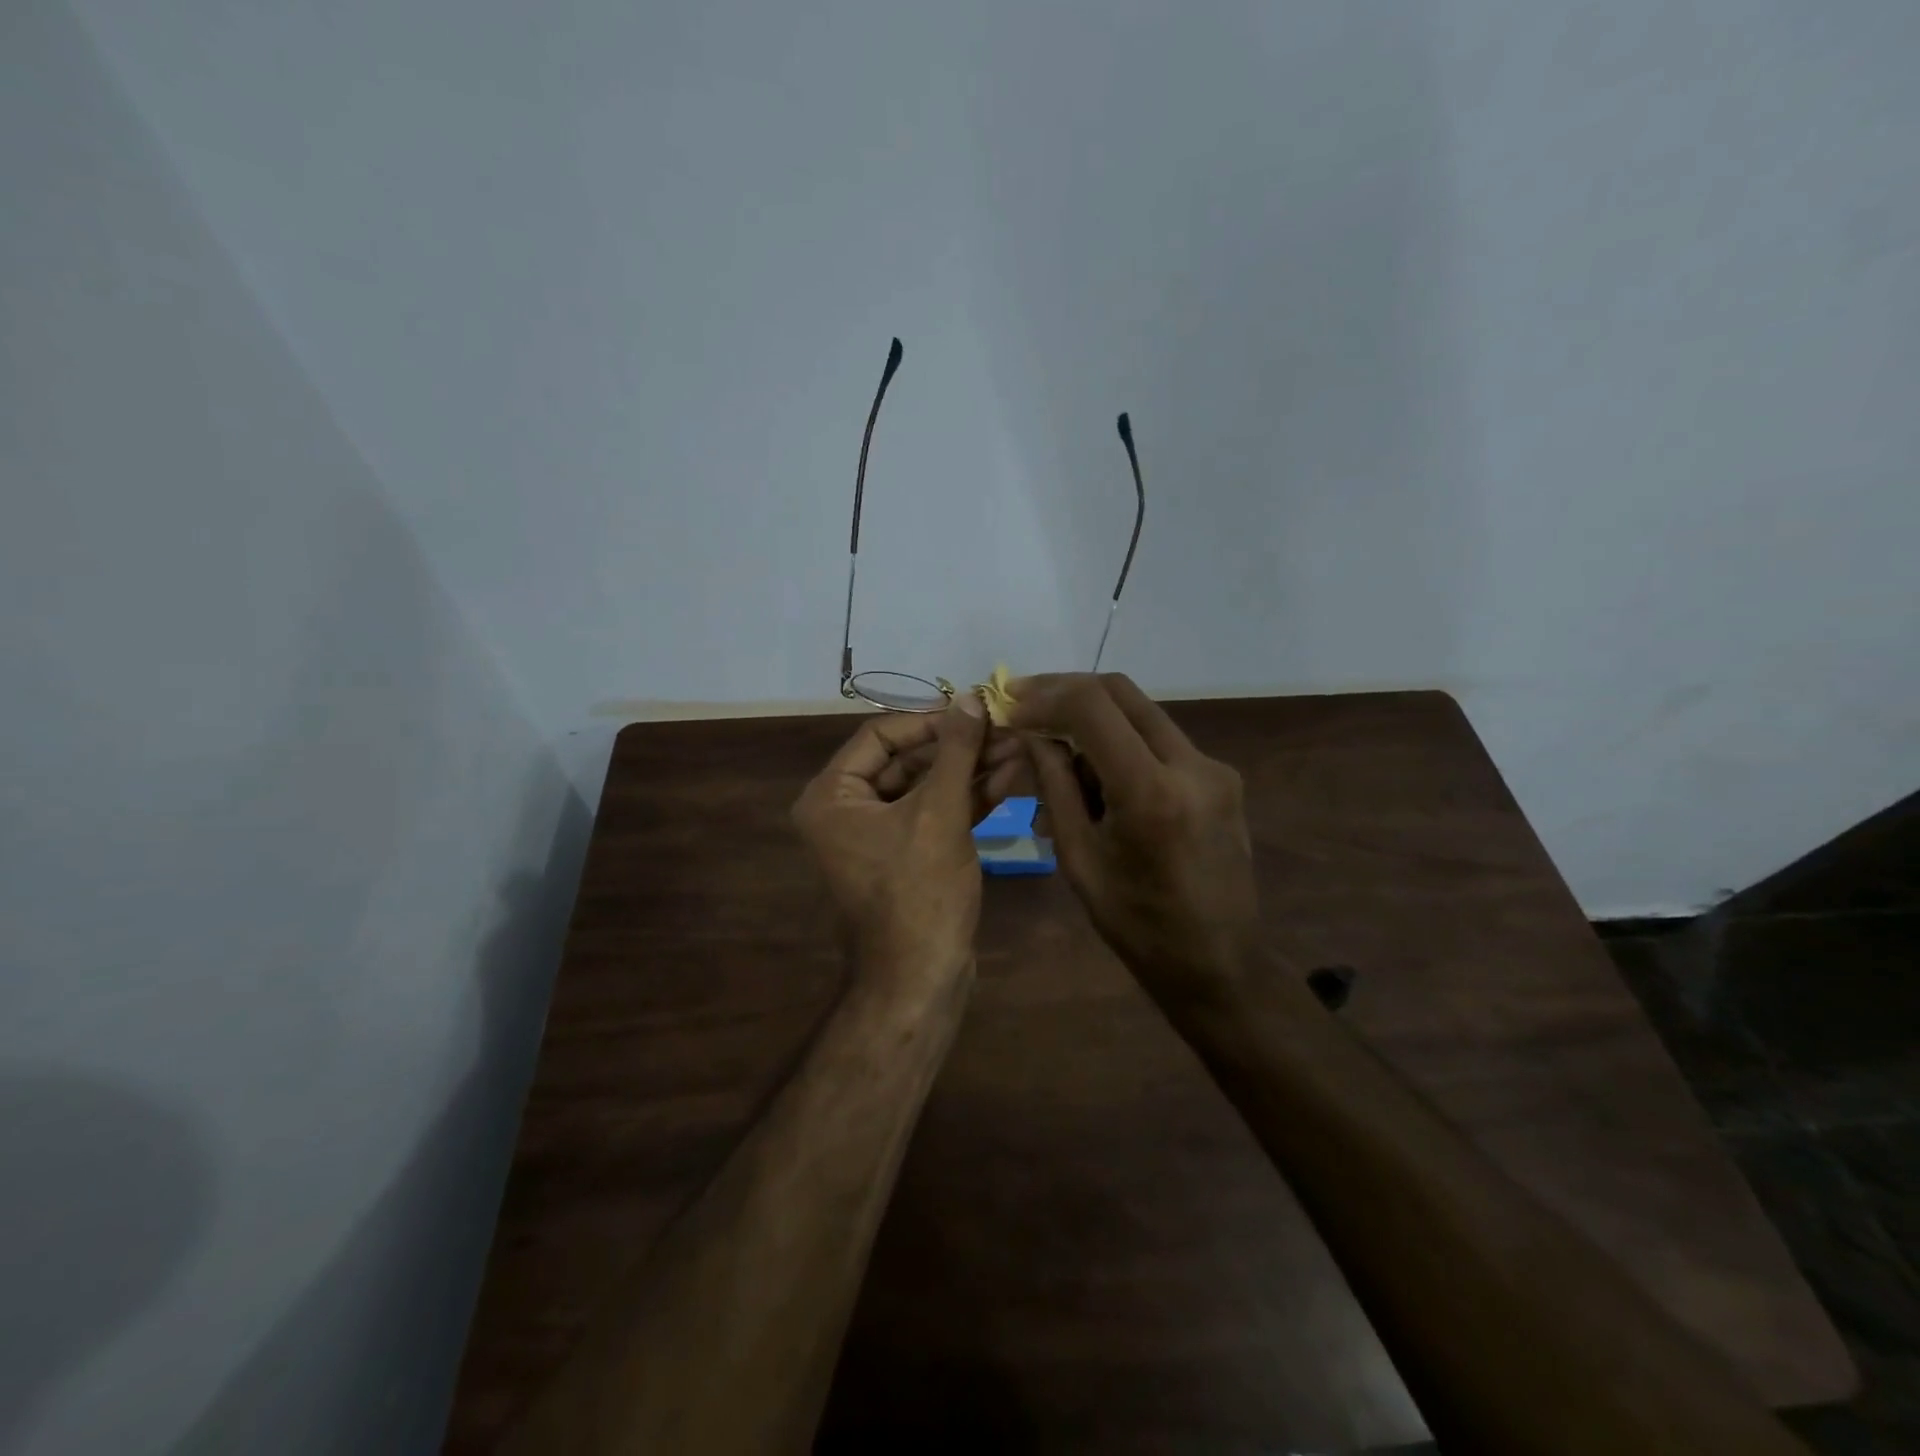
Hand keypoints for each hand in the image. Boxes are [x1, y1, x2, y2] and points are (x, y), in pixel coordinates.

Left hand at [792, 696, 992, 990]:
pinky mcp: (908, 856)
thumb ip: (955, 750)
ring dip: (971, 769)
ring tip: (1019, 748)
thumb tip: (969, 697)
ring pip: (927, 787)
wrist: (919, 980)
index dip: (929, 718)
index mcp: (832, 796)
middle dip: (959, 746)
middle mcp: (848, 811)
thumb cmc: (918, 893)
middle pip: (906, 760)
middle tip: (1007, 729)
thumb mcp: (939, 812)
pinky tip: (1010, 778)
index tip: (974, 709)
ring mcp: (879, 836)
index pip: (880, 735)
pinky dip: (969, 799)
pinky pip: (935, 814)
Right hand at [1008, 673, 1263, 1009]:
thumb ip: (1055, 786)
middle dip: (1067, 691)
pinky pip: (1161, 741)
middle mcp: (1191, 765)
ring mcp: (1213, 768)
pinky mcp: (1222, 777)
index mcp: (1150, 791)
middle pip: (1121, 692)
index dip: (1044, 697)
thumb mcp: (1079, 858)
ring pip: (1142, 712)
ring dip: (1095, 718)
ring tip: (1056, 752)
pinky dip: (1122, 743)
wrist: (1218, 963)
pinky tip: (1098, 777)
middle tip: (1026, 703)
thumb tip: (1032, 733)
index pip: (1092, 706)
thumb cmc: (1136, 925)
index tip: (1011, 707)